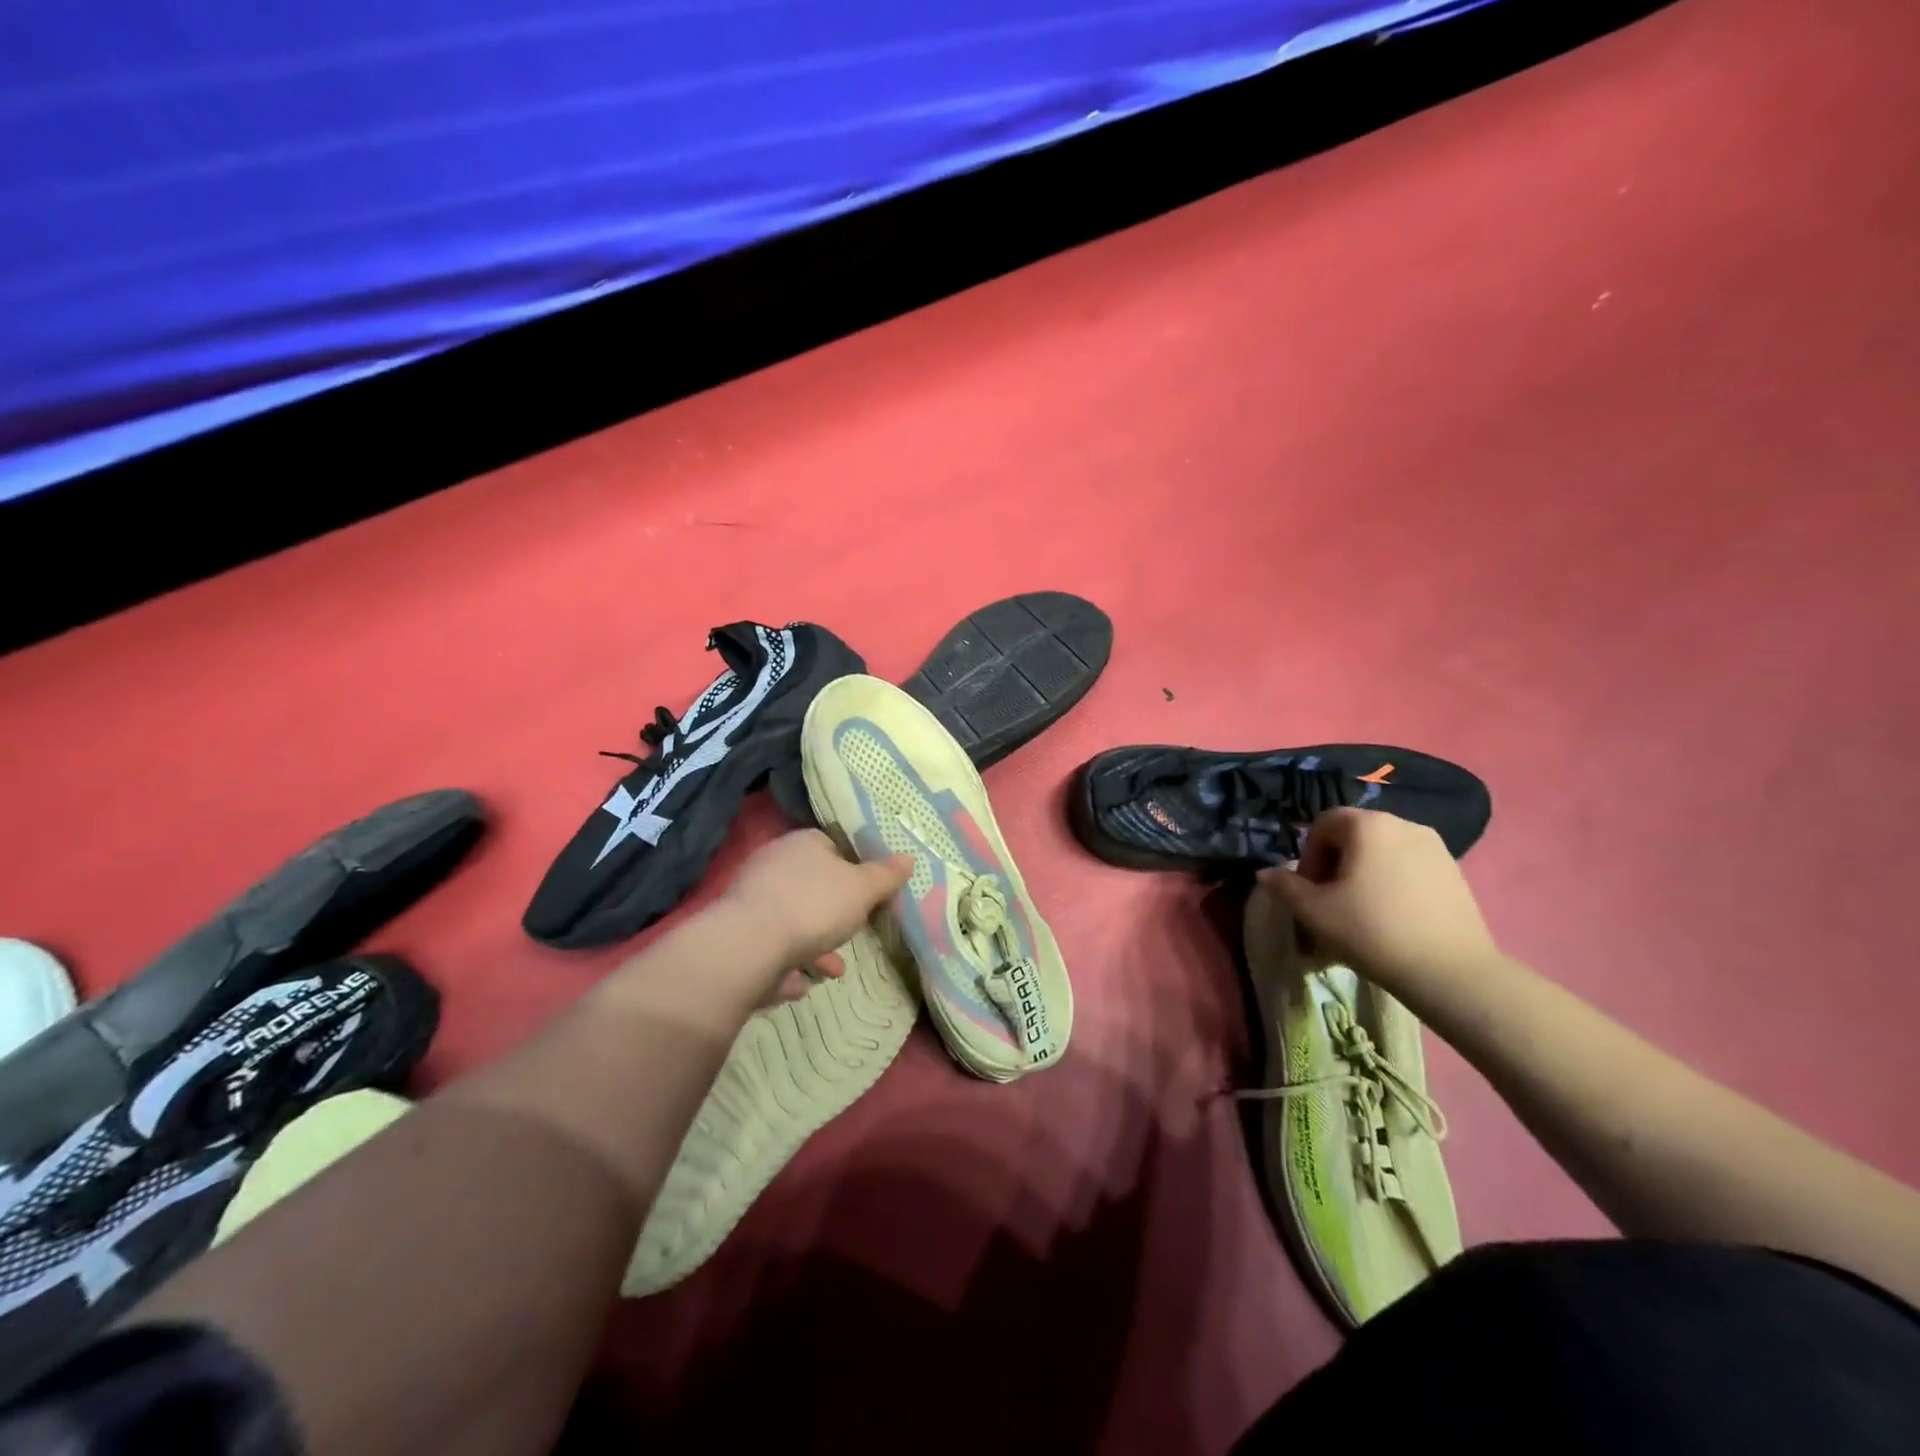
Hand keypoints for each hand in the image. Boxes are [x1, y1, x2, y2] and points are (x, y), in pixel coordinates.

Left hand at [720, 830, 912, 1004]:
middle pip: (812, 886)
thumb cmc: (813, 906)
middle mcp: (773, 864)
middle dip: (835, 914)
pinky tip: (799, 984)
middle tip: (853, 934)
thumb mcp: (862, 889)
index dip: (853, 868)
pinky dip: (787, 963)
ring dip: (814, 945)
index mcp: (803, 844)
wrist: (748, 946)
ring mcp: (751, 899)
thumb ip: (885, 876)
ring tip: (831, 971)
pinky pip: (770, 946)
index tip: (868, 894)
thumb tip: (908, 859)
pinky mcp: (737, 934)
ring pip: (792, 920)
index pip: (831, 846)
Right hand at [1256, 808, 1500, 993]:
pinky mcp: (1455, 872)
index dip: (1308, 856)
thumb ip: (1284, 887)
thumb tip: (1266, 873)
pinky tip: (1392, 917)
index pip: (1323, 824)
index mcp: (1368, 825)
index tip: (1311, 891)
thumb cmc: (1372, 931)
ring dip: (1363, 874)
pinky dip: (1392, 883)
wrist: (1450, 972)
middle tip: (1330, 902)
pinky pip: (1409, 867)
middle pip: (1354, 836)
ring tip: (1361, 912)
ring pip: (1382, 852)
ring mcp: (1435, 847)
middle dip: (1335, 864)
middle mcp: (1404, 824)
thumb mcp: (1314, 911)